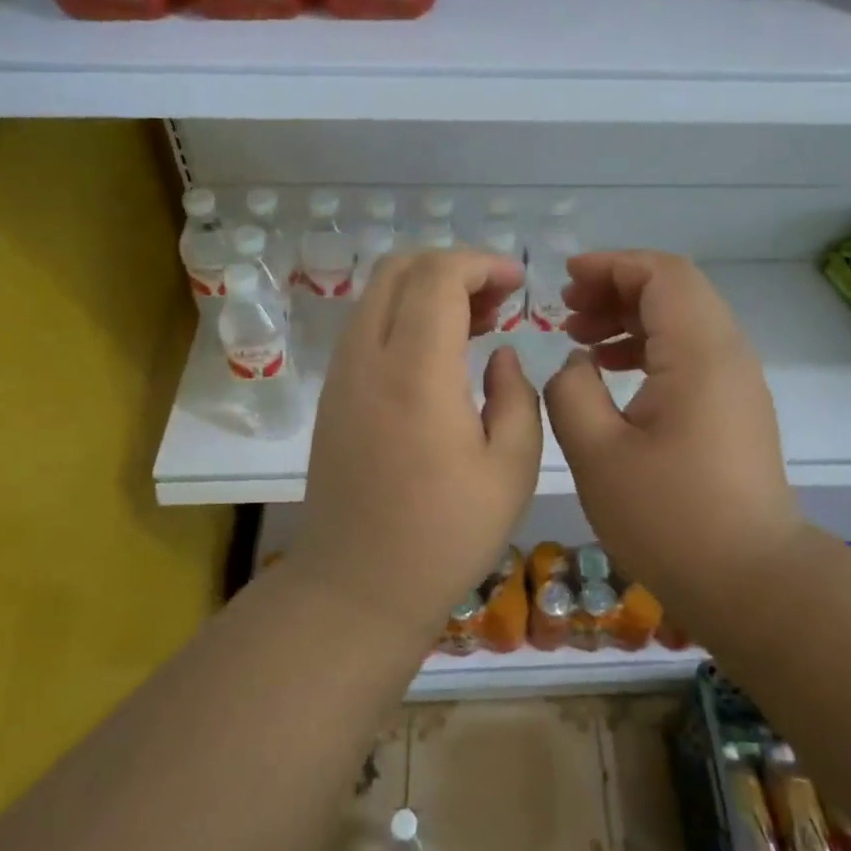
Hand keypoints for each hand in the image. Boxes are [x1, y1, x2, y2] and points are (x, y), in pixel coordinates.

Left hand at [298, 249, 541, 625]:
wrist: (358, 586)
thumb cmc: (445, 535)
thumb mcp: (511, 469)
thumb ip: (516, 396)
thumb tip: (499, 354)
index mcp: (415, 372)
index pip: (437, 276)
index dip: (481, 264)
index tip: (517, 283)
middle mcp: (367, 359)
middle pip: (399, 269)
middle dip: (453, 266)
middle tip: (498, 299)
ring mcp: (342, 376)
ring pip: (378, 295)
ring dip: (428, 290)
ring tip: (477, 323)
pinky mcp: (333, 396)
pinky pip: (367, 328)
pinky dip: (405, 317)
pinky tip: (441, 355)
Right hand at [543, 251, 802, 607]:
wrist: (750, 582)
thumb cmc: (669, 518)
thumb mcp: (596, 453)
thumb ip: (571, 391)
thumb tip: (577, 364)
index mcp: (699, 351)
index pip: (661, 274)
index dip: (610, 266)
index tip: (565, 281)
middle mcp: (727, 353)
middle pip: (675, 290)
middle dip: (617, 289)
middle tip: (568, 313)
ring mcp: (737, 382)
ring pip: (684, 322)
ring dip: (631, 319)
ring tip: (581, 341)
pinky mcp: (736, 409)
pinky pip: (691, 355)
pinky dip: (649, 349)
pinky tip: (612, 375)